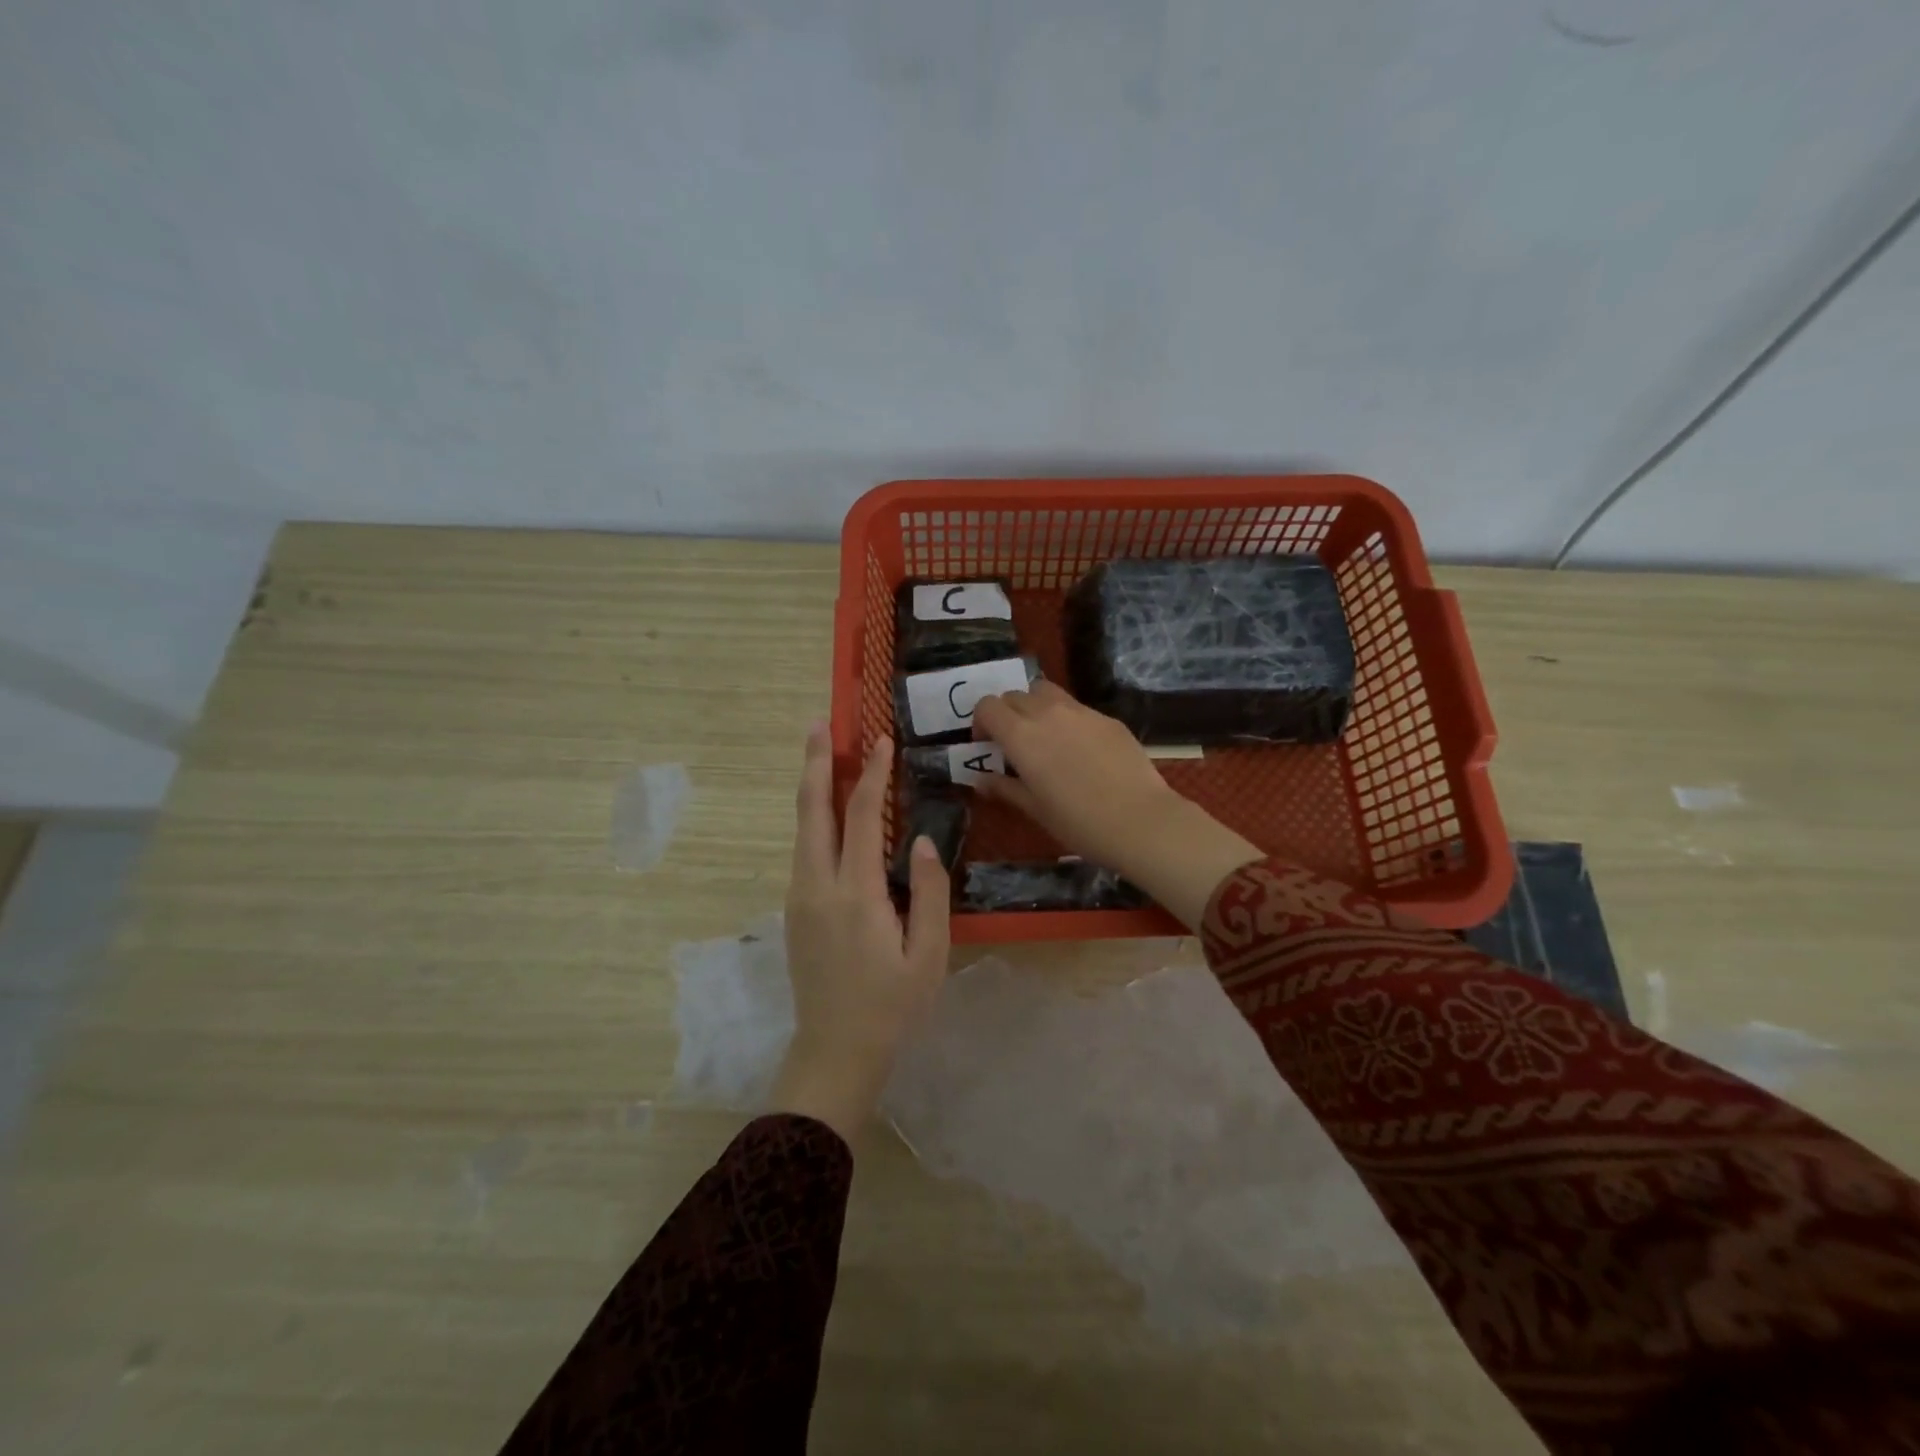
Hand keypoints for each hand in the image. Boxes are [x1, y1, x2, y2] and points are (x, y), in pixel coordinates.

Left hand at [772, 725, 949, 1142]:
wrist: (835, 1051)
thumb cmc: (892, 1006)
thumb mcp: (929, 954)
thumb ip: (929, 893)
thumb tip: (919, 841)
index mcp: (855, 894)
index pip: (860, 817)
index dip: (871, 775)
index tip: (881, 740)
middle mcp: (817, 886)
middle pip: (811, 811)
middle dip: (815, 763)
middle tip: (818, 724)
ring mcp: (800, 897)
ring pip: (801, 828)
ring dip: (812, 787)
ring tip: (822, 754)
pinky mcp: (795, 909)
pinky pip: (804, 850)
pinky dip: (814, 818)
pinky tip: (828, 810)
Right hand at [971, 683, 1260, 931]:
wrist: (1139, 821)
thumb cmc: (1077, 822)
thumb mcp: (1034, 809)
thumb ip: (1004, 788)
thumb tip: (980, 780)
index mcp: (1021, 735)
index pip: (988, 706)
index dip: (981, 722)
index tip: (987, 746)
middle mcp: (1047, 712)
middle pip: (1014, 695)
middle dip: (1007, 714)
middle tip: (1014, 744)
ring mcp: (1081, 711)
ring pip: (1046, 692)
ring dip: (1035, 707)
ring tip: (1044, 738)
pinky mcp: (1107, 718)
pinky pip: (1077, 708)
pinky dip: (1066, 719)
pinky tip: (1081, 750)